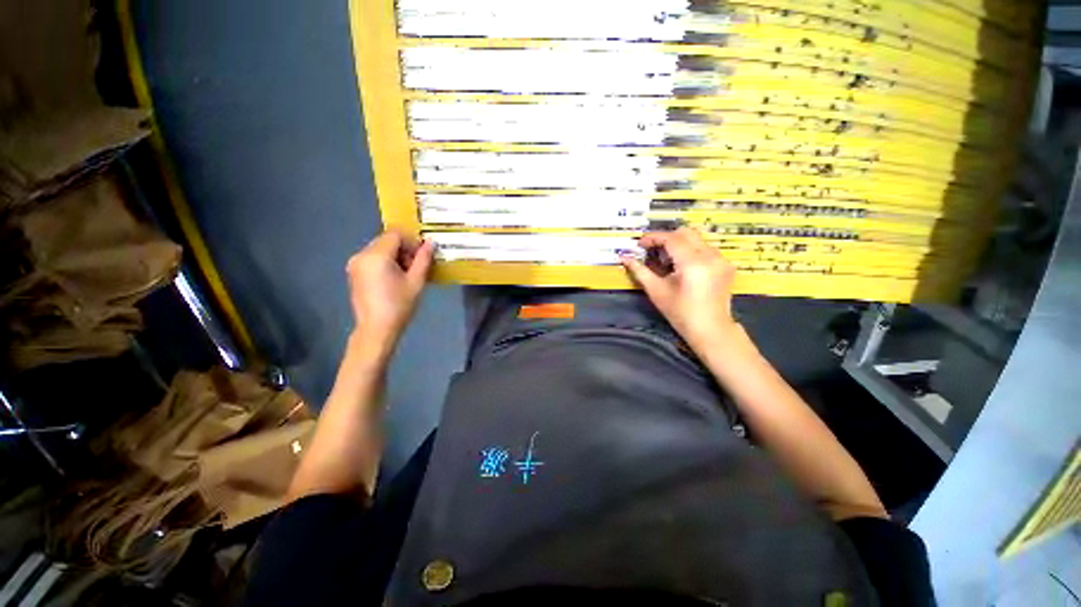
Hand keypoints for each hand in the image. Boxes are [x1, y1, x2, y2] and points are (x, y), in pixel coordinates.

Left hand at [346, 230, 432, 351]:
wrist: (376, 329)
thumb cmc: (399, 305)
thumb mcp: (416, 281)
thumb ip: (424, 259)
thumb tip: (430, 242)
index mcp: (376, 255)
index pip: (395, 234)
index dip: (411, 241)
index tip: (422, 256)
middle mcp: (361, 255)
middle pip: (386, 240)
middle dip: (404, 249)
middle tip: (416, 267)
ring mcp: (355, 264)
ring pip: (380, 249)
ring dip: (395, 256)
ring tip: (406, 275)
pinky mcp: (354, 273)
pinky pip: (372, 259)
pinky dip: (385, 262)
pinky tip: (394, 279)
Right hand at [621, 227, 737, 348]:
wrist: (710, 329)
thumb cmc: (680, 313)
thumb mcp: (656, 291)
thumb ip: (639, 271)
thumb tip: (624, 258)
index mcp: (693, 263)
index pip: (671, 238)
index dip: (653, 238)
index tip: (640, 244)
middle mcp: (710, 256)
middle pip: (685, 233)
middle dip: (666, 238)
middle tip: (652, 250)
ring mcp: (721, 259)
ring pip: (696, 239)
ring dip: (678, 244)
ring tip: (666, 261)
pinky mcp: (725, 264)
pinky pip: (705, 249)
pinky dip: (690, 251)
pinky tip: (682, 267)